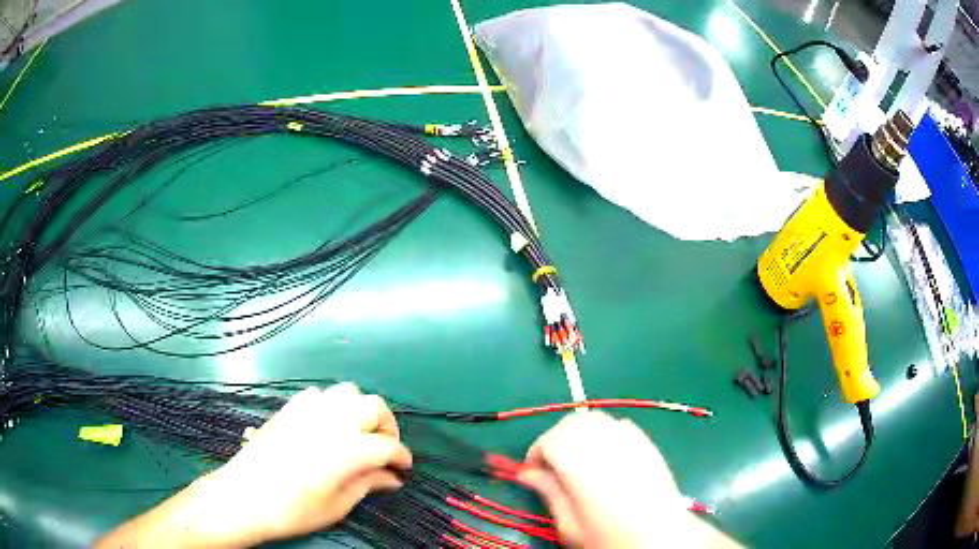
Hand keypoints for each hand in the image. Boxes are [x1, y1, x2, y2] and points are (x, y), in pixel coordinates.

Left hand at [204, 383, 411, 543]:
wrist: (244, 497)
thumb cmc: (294, 510)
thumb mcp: (337, 505)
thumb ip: (367, 484)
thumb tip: (392, 478)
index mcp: (348, 449)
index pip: (388, 445)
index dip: (402, 457)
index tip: (403, 470)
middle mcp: (332, 422)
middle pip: (373, 406)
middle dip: (386, 426)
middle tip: (383, 449)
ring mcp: (308, 411)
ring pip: (347, 393)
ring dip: (360, 411)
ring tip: (358, 434)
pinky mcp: (289, 409)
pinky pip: (319, 395)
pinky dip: (332, 406)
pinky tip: (327, 426)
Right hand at [518, 411, 738, 547]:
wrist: (659, 535)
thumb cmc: (607, 535)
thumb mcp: (568, 522)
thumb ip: (548, 492)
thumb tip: (526, 473)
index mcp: (579, 460)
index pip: (547, 440)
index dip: (536, 456)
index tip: (534, 474)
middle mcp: (604, 440)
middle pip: (571, 423)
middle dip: (556, 440)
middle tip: (554, 468)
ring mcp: (629, 438)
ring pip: (595, 419)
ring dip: (580, 434)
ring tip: (580, 462)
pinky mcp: (647, 442)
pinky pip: (618, 426)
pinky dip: (604, 434)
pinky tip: (607, 458)